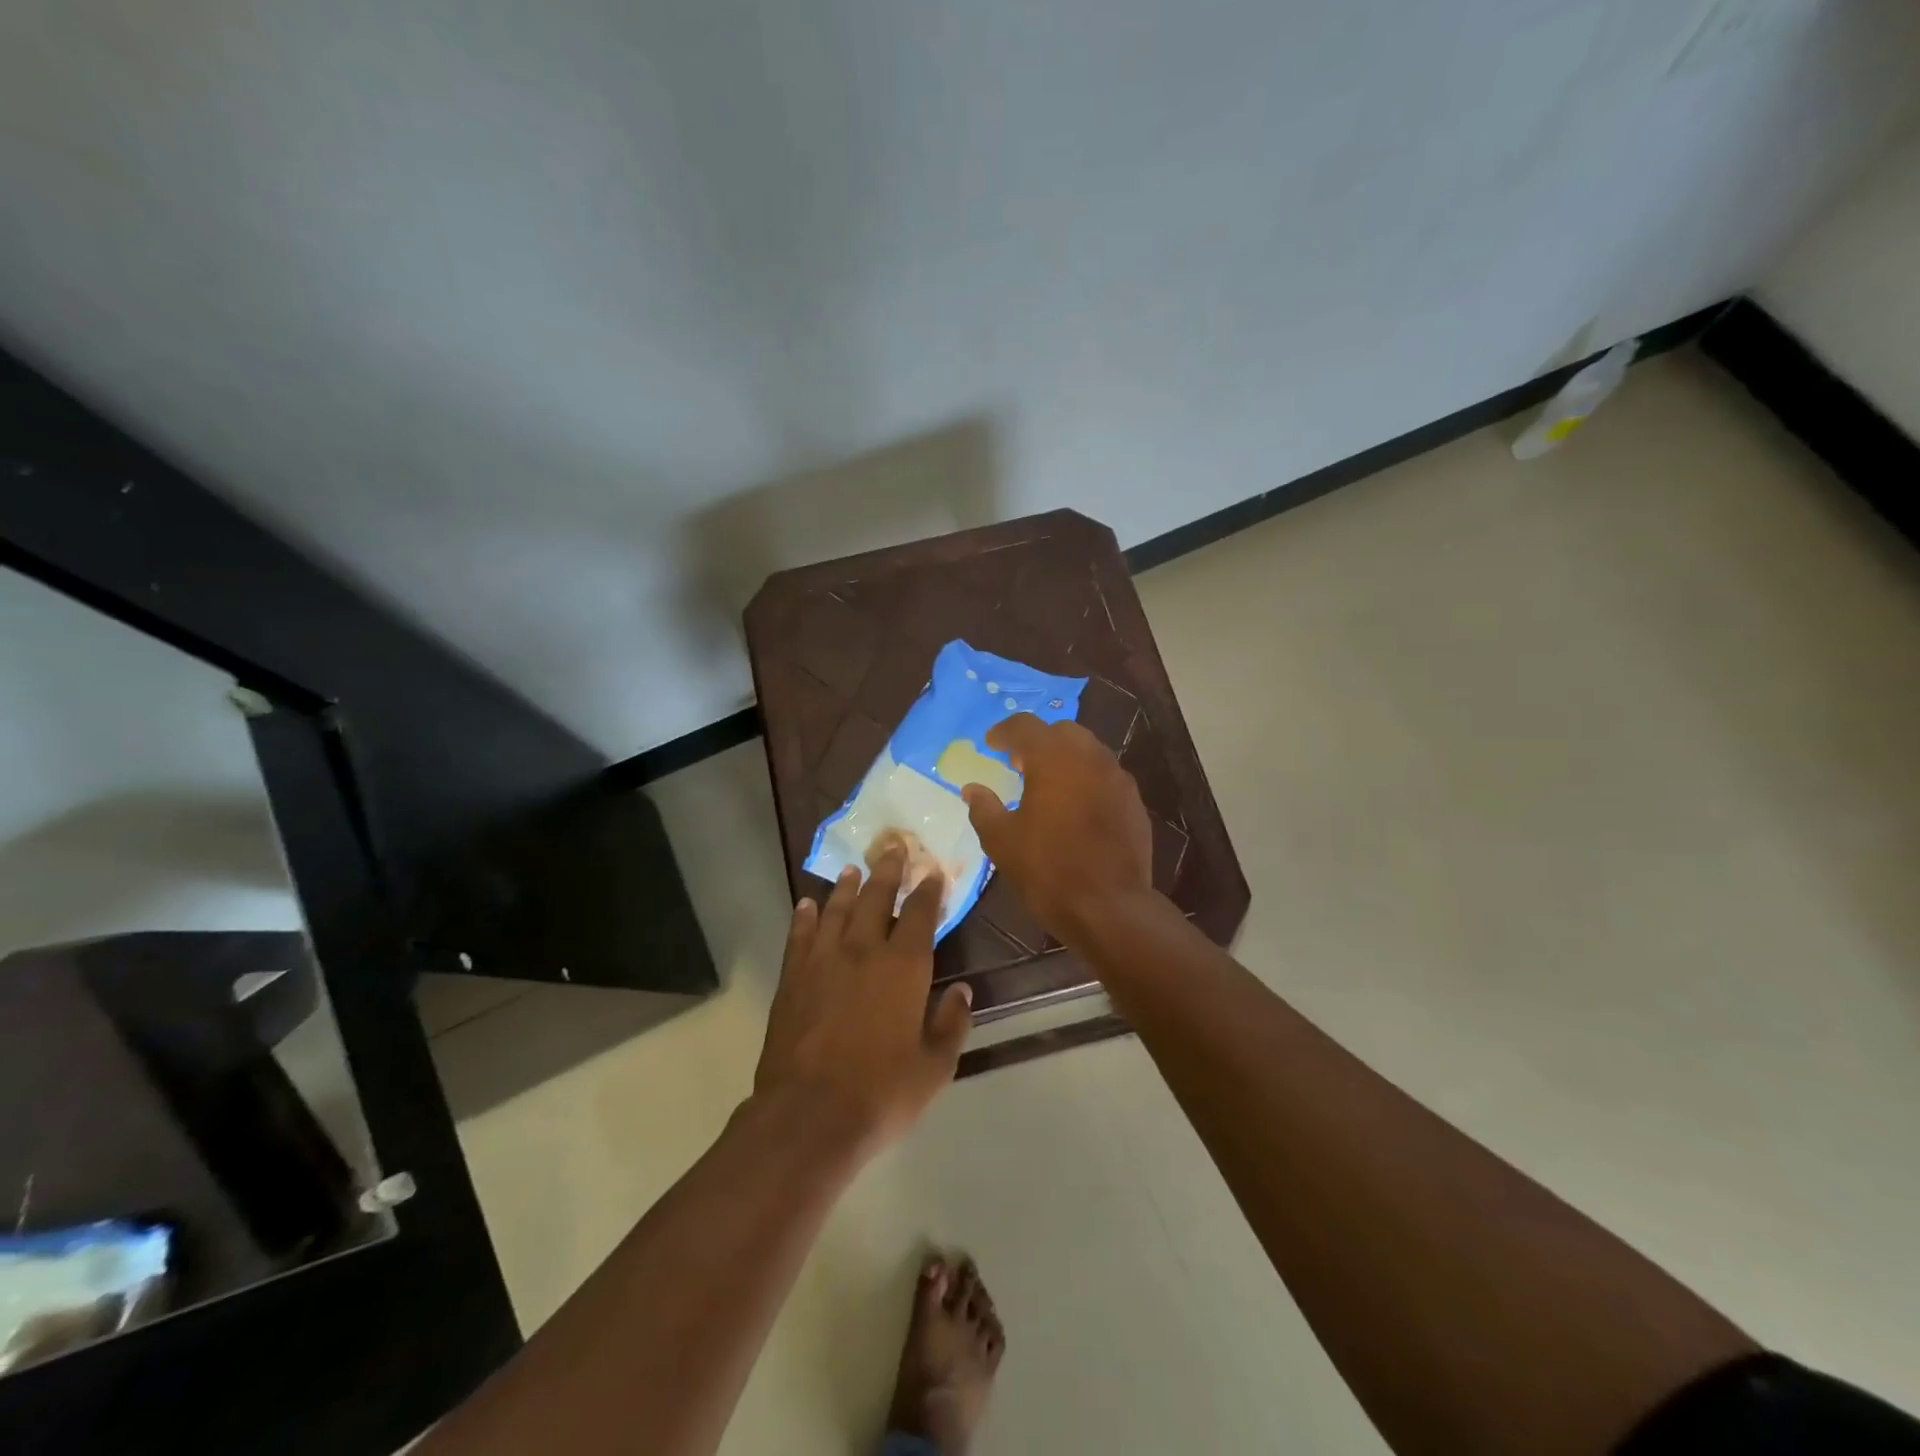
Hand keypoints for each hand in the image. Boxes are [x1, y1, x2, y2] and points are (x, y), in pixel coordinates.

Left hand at [753, 848, 972, 1153]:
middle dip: (887, 870)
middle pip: (876, 898)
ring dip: (846, 886)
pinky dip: (805, 917)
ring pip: (837, 909)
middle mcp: (863, 951)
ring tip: (852, 868)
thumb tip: (962, 990)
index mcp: (904, 967)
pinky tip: (807, 904)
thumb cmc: (881, 1092)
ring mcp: (823, 961)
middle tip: (893, 846)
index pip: (920, 914)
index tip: (932, 870)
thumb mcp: (935, 1067)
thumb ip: (952, 1023)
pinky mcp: (792, 978)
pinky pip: (800, 935)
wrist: (808, 1116)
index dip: (928, 889)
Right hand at [962, 714, 1155, 944]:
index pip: (1025, 726)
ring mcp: (1118, 778)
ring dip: (1065, 758)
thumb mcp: (1002, 841)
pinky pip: (1106, 776)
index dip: (1004, 732)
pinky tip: (1076, 806)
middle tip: (1019, 763)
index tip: (990, 743)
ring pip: (1089, 751)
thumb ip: (984, 808)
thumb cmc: (1048, 869)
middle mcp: (1090, 757)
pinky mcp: (1134, 802)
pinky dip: (1086, 779)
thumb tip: (972, 789)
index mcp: (1054, 758)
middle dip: (1038, 740)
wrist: (1110, 907)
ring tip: (1047, 784)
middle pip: (1062, 731)